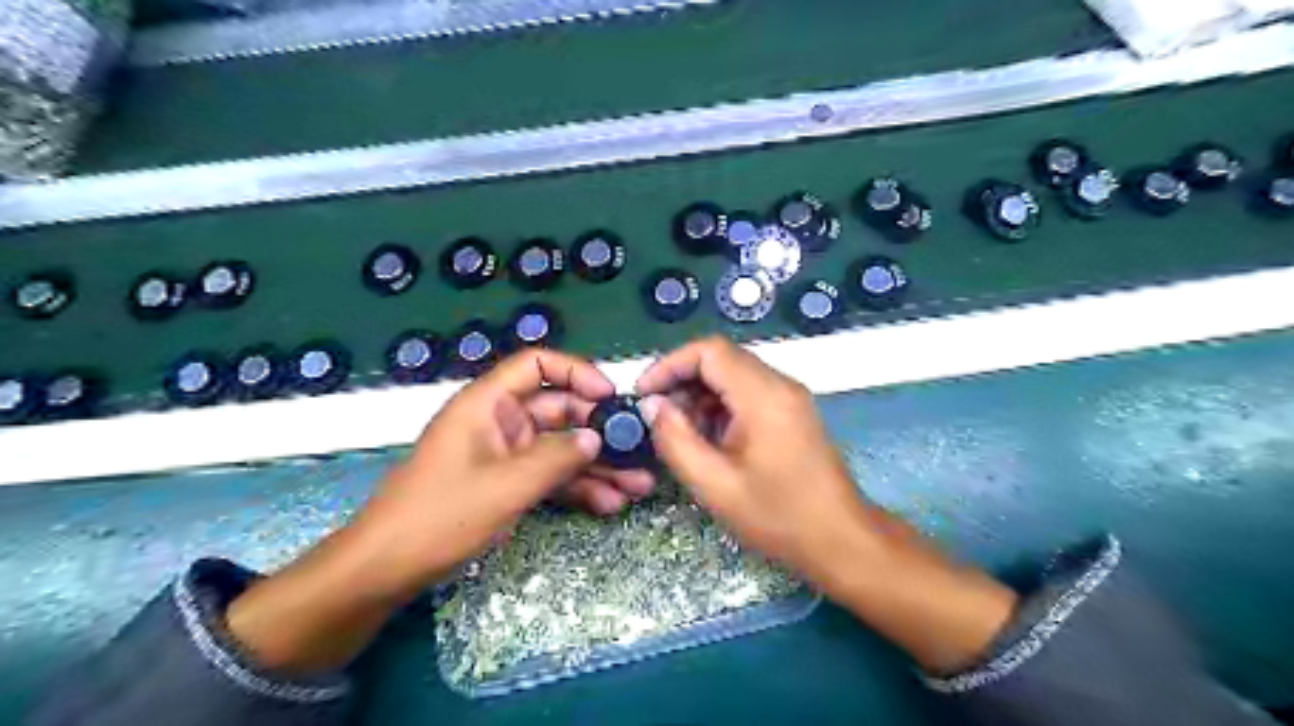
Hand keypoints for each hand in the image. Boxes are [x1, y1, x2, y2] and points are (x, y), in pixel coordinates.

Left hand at [356, 342, 652, 588]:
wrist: (386, 570)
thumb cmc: (439, 516)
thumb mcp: (505, 486)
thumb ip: (556, 458)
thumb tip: (598, 437)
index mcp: (488, 403)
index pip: (537, 365)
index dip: (576, 372)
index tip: (610, 396)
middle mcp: (500, 422)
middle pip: (559, 411)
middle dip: (599, 432)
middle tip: (638, 451)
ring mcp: (506, 455)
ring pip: (560, 448)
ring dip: (597, 465)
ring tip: (637, 486)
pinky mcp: (508, 484)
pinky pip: (550, 477)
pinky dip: (577, 488)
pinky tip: (609, 504)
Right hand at [642, 336, 1016, 672]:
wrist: (840, 539)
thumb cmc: (778, 516)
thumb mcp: (715, 484)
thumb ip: (676, 440)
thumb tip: (653, 407)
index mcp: (764, 396)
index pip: (710, 351)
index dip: (670, 364)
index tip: (644, 393)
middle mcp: (780, 385)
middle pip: (721, 359)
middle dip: (682, 380)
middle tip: (656, 415)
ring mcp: (789, 397)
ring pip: (733, 375)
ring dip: (699, 395)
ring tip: (678, 431)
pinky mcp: (791, 412)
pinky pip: (747, 393)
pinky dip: (719, 406)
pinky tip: (706, 438)